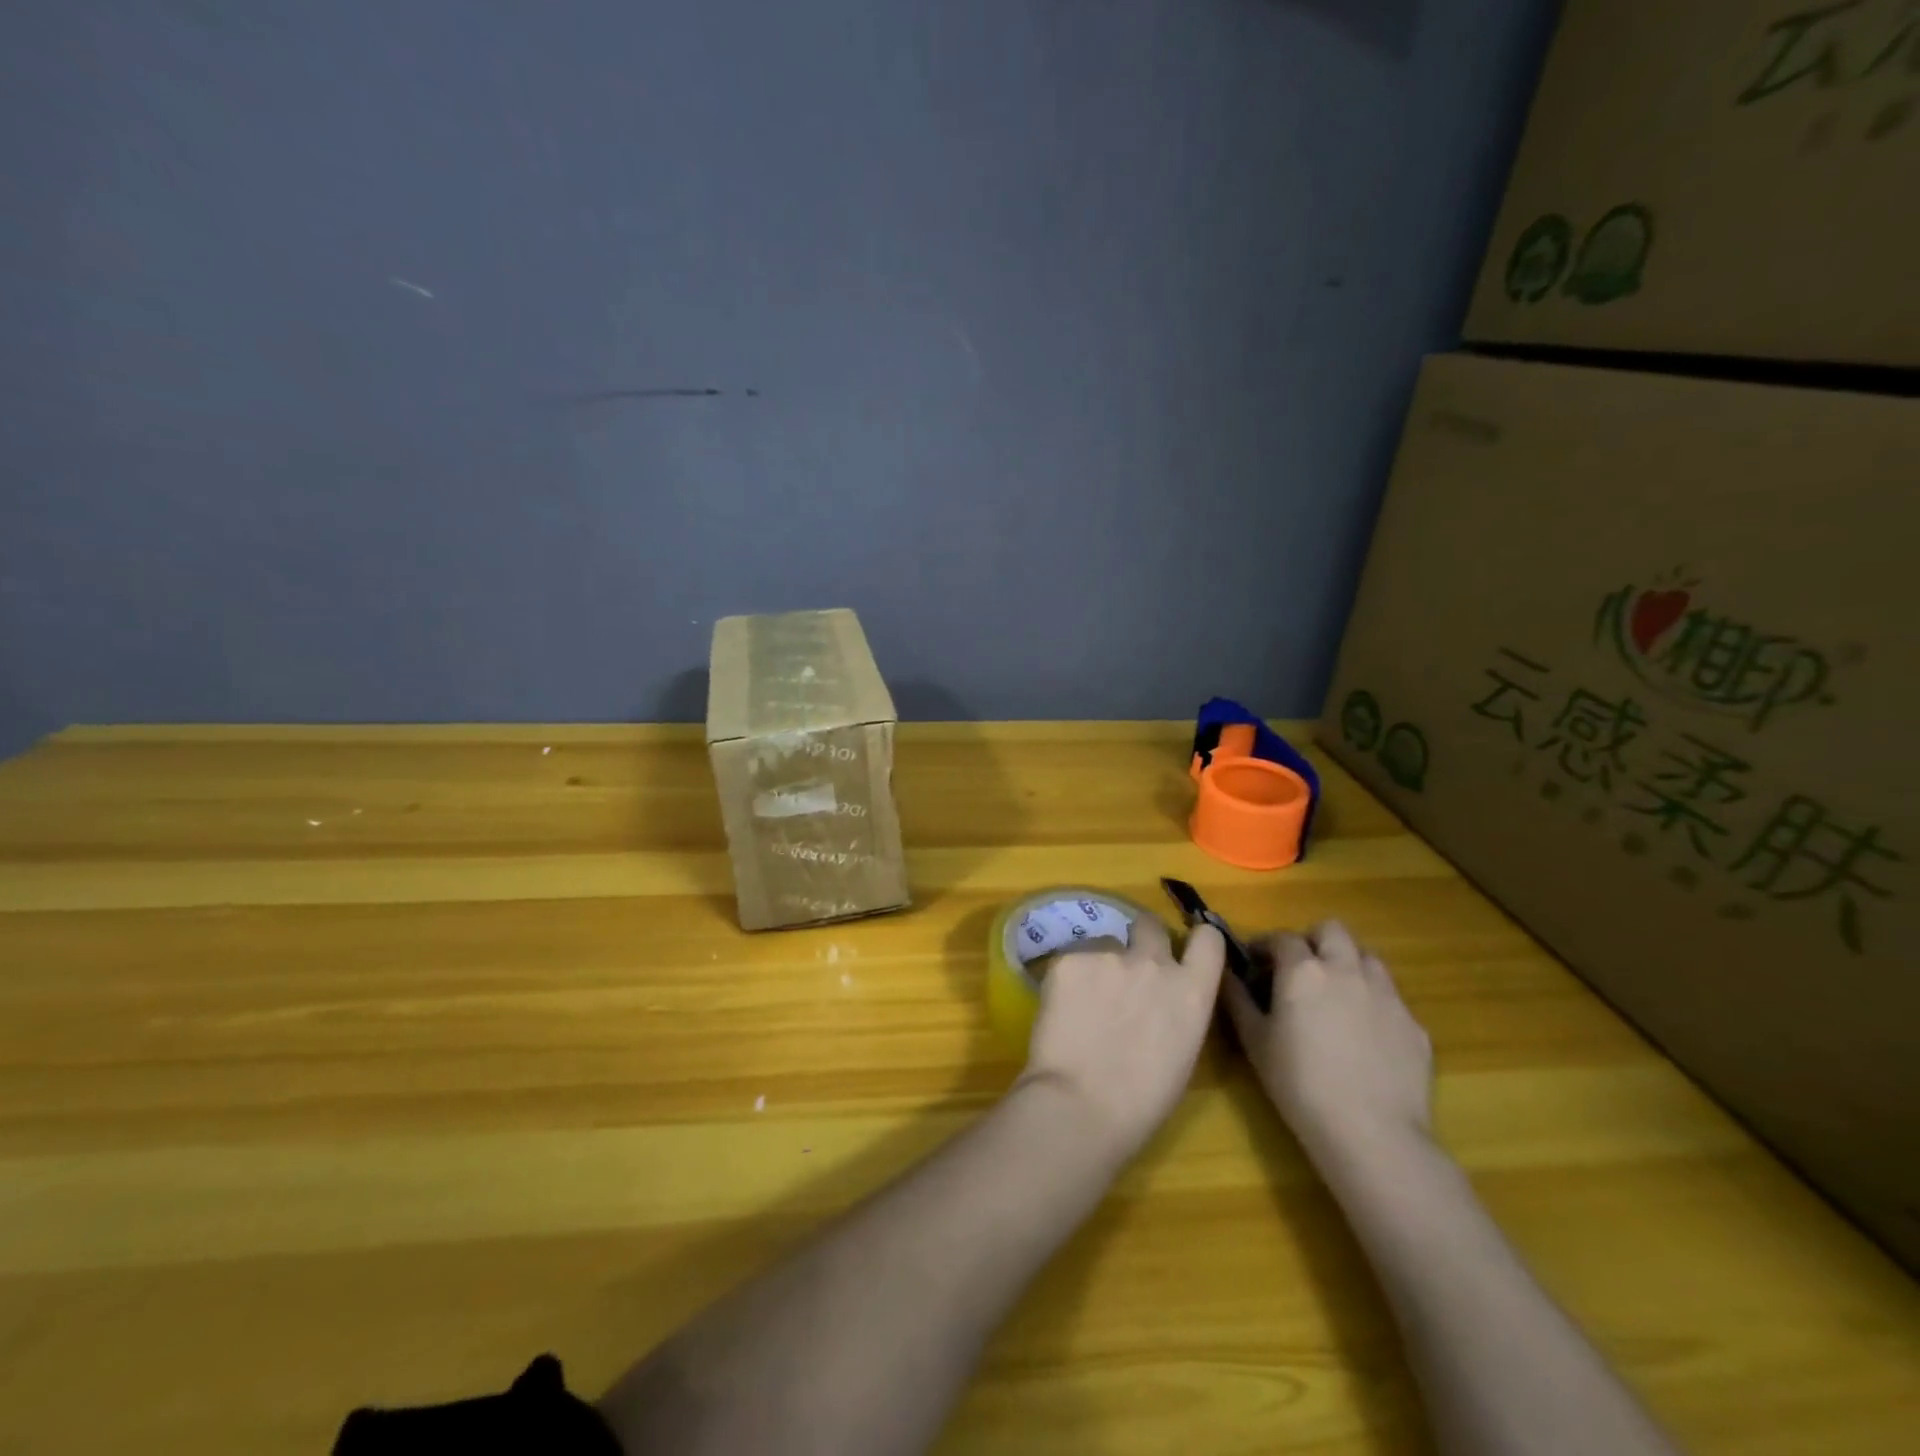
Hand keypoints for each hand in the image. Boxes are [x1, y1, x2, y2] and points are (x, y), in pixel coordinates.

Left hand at [1016, 915, 1225, 1162]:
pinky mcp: (1068, 958)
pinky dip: (1068, 979)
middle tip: (1125, 971)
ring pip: (1104, 944)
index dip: (1196, 941)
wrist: (1080, 1104)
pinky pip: (1071, 959)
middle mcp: (1153, 962)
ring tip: (1083, 1002)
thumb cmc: (1141, 1102)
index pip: (1208, 939)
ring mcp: (1108, 954)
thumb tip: (1160, 1001)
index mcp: (1191, 991)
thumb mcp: (1181, 1053)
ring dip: (1099, 964)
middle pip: (1150, 925)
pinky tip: (1061, 1010)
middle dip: (1141, 940)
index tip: (1182, 951)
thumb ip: (1177, 1011)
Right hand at [1221, 921, 1432, 1165]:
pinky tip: (1365, 1036)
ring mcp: (1387, 995)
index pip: (1282, 938)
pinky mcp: (1415, 1025)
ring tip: (1335, 995)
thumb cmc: (1300, 1084)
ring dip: (1348, 964)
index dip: (1265, 945)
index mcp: (1304, 970)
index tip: (1254, 963)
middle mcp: (1347, 970)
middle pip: (1332, 931)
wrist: (1373, 1134)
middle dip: (1313, 941)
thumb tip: (1224, 973)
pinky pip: (1391, 998)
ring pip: (1368, 957)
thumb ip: (1237, 999)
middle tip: (1299, 969)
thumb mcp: (1255, 1042)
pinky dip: (1373, 1003)